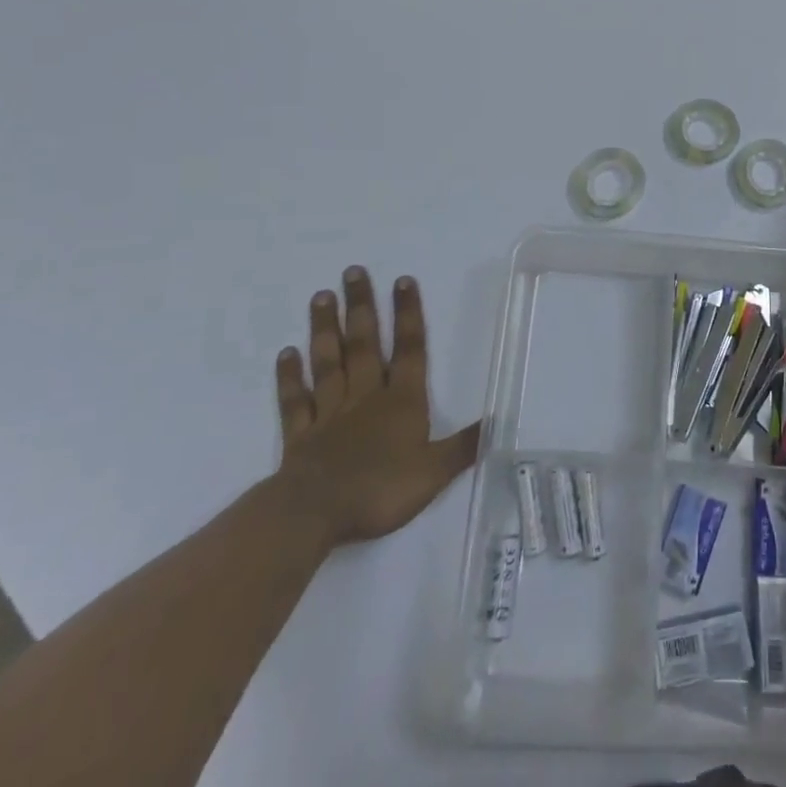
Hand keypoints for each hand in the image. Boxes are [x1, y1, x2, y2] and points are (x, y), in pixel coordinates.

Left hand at [272, 266, 480, 549]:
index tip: (402, 280)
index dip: (408, 314)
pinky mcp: (300, 435)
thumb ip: (464, 446)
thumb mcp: (434, 472)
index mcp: (401, 401)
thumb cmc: (380, 490)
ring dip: (325, 329)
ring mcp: (330, 413)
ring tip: (321, 296)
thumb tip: (499, 421)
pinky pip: (296, 400)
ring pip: (329, 363)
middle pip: (364, 345)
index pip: (409, 349)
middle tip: (352, 272)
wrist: (315, 514)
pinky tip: (286, 353)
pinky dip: (290, 377)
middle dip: (361, 307)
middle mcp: (366, 396)